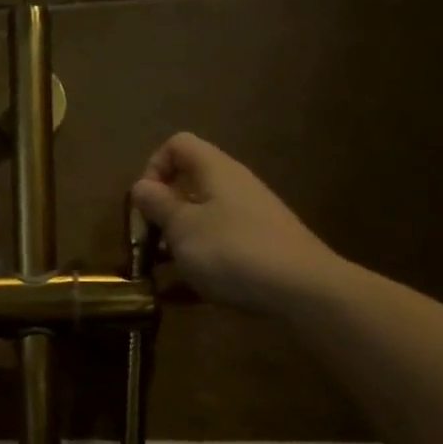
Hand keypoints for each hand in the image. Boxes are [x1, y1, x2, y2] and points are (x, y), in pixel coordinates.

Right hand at [131, 132, 346, 314]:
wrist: (301, 291)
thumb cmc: (232, 251)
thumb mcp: (182, 227)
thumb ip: (157, 205)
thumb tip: (141, 186)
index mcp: (215, 172)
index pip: (177, 146)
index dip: (153, 167)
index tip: (144, 204)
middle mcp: (233, 190)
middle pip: (187, 187)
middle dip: (159, 214)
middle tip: (145, 244)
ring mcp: (247, 222)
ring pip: (199, 223)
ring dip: (173, 245)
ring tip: (157, 274)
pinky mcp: (256, 253)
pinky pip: (215, 253)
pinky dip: (194, 269)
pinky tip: (176, 297)